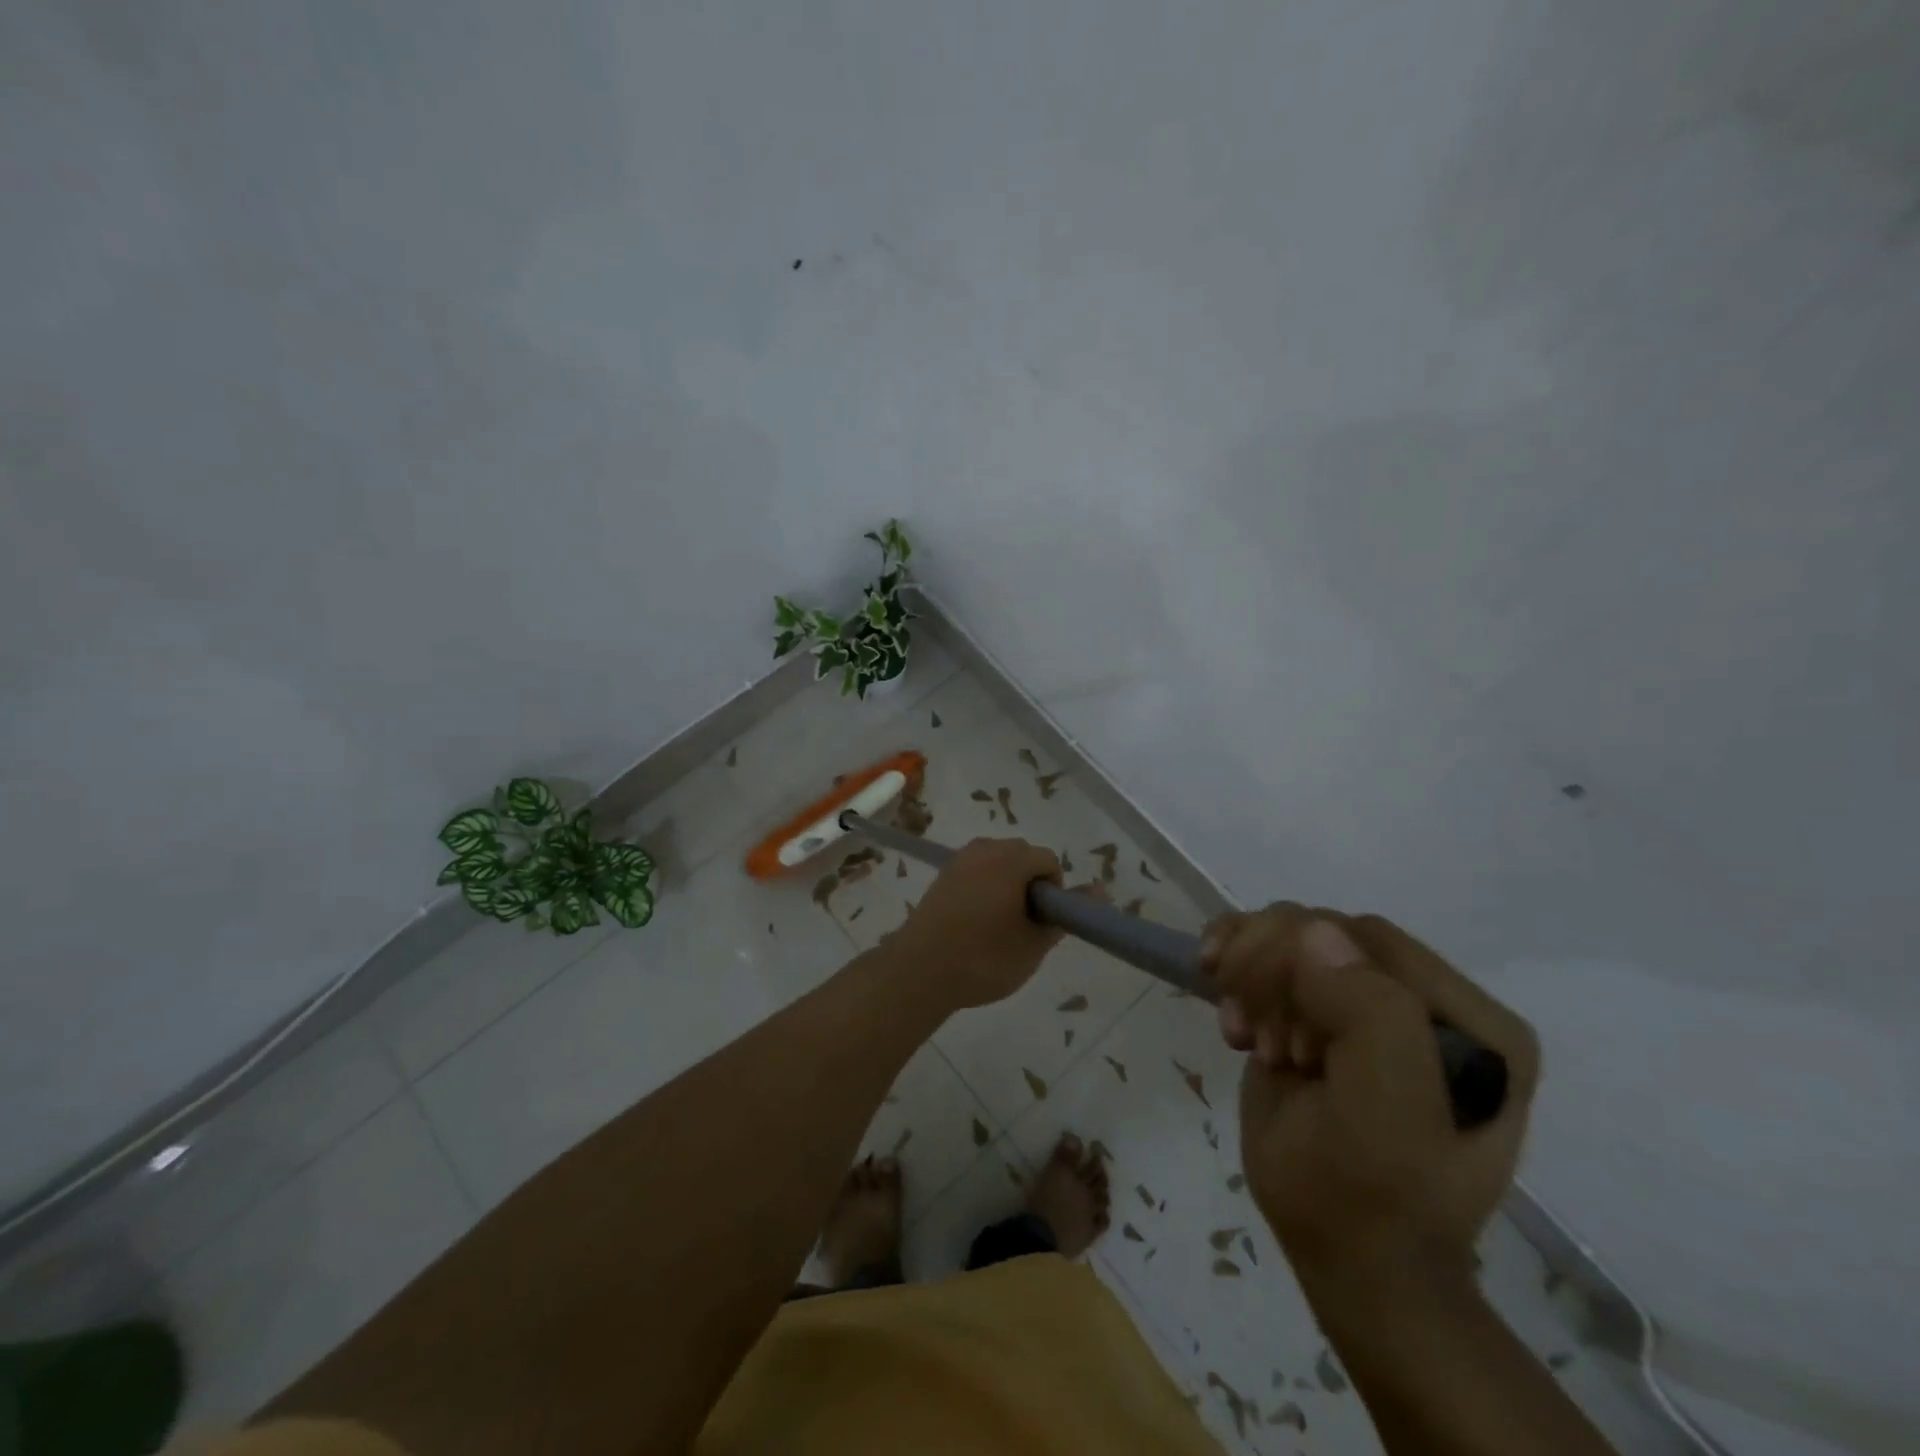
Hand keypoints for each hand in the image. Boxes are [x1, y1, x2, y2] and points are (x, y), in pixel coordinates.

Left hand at [888, 838, 1063, 1009]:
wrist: (919, 972)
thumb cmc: (984, 959)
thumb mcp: (1034, 944)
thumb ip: (1064, 915)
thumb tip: (1099, 891)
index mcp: (1011, 859)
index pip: (1048, 860)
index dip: (1053, 891)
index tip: (1042, 922)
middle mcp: (984, 849)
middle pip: (1022, 855)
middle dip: (1030, 884)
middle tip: (1023, 925)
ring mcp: (959, 860)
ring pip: (997, 862)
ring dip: (1006, 885)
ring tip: (999, 925)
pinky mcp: (942, 875)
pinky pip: (975, 871)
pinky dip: (984, 888)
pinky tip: (975, 923)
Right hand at [1202, 905, 1539, 1301]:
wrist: (1349, 1259)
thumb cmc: (1369, 1200)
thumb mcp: (1385, 1120)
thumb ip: (1370, 1018)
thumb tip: (1314, 932)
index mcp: (1471, 1021)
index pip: (1370, 941)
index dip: (1303, 967)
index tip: (1275, 1036)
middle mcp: (1425, 1000)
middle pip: (1324, 929)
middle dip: (1270, 972)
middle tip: (1254, 1037)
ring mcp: (1369, 1000)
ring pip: (1289, 931)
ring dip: (1247, 971)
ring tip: (1242, 1032)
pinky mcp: (1321, 1007)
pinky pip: (1268, 947)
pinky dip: (1233, 958)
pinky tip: (1223, 999)